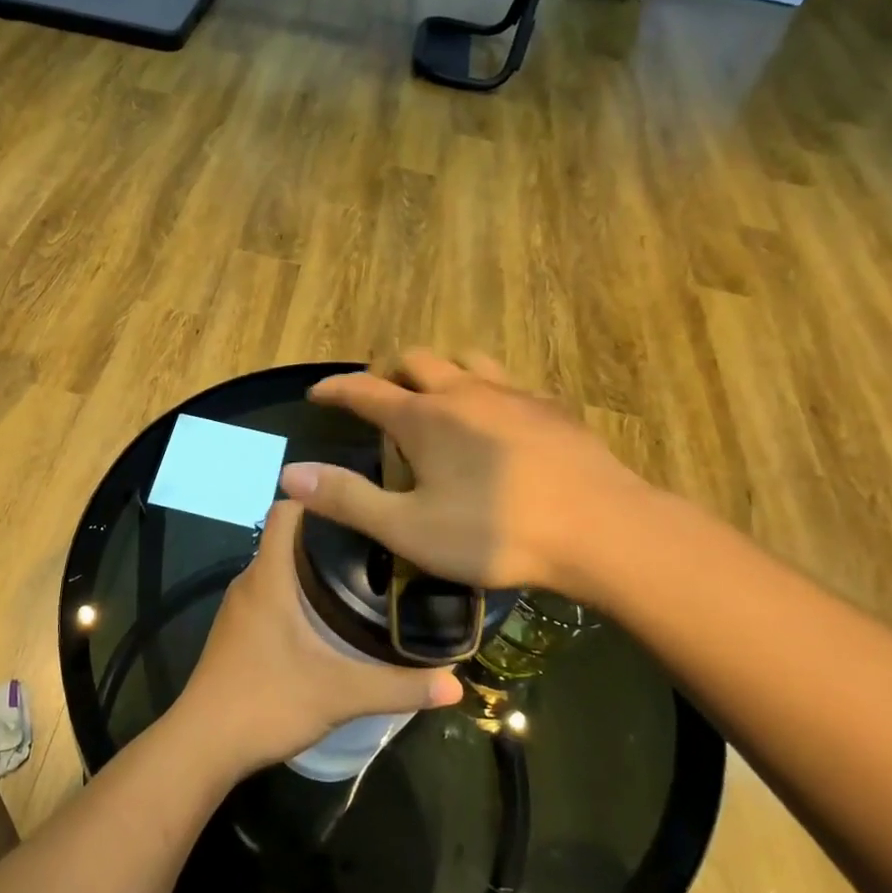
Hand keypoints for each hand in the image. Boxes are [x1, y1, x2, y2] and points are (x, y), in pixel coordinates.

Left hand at [173, 501, 462, 775]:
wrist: (202, 745)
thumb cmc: (267, 702)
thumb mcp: (340, 694)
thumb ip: (399, 687)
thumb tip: (456, 683)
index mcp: (269, 576)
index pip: (286, 509)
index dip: (320, 498)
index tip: (362, 504)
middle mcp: (250, 582)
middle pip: (287, 537)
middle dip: (329, 535)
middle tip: (378, 544)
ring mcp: (239, 608)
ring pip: (278, 568)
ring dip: (313, 566)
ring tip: (362, 576)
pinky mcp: (237, 632)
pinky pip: (270, 593)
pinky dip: (297, 592)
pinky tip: (327, 618)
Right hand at [279, 349, 656, 602]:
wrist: (603, 530)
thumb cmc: (495, 532)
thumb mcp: (408, 529)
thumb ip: (347, 499)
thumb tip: (289, 474)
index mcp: (423, 417)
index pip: (364, 389)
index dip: (335, 389)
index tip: (316, 392)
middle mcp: (463, 392)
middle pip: (415, 360)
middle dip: (388, 372)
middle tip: (378, 397)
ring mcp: (512, 395)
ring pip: (465, 360)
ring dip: (440, 370)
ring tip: (435, 396)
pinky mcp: (550, 408)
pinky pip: (507, 381)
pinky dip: (484, 389)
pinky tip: (496, 419)